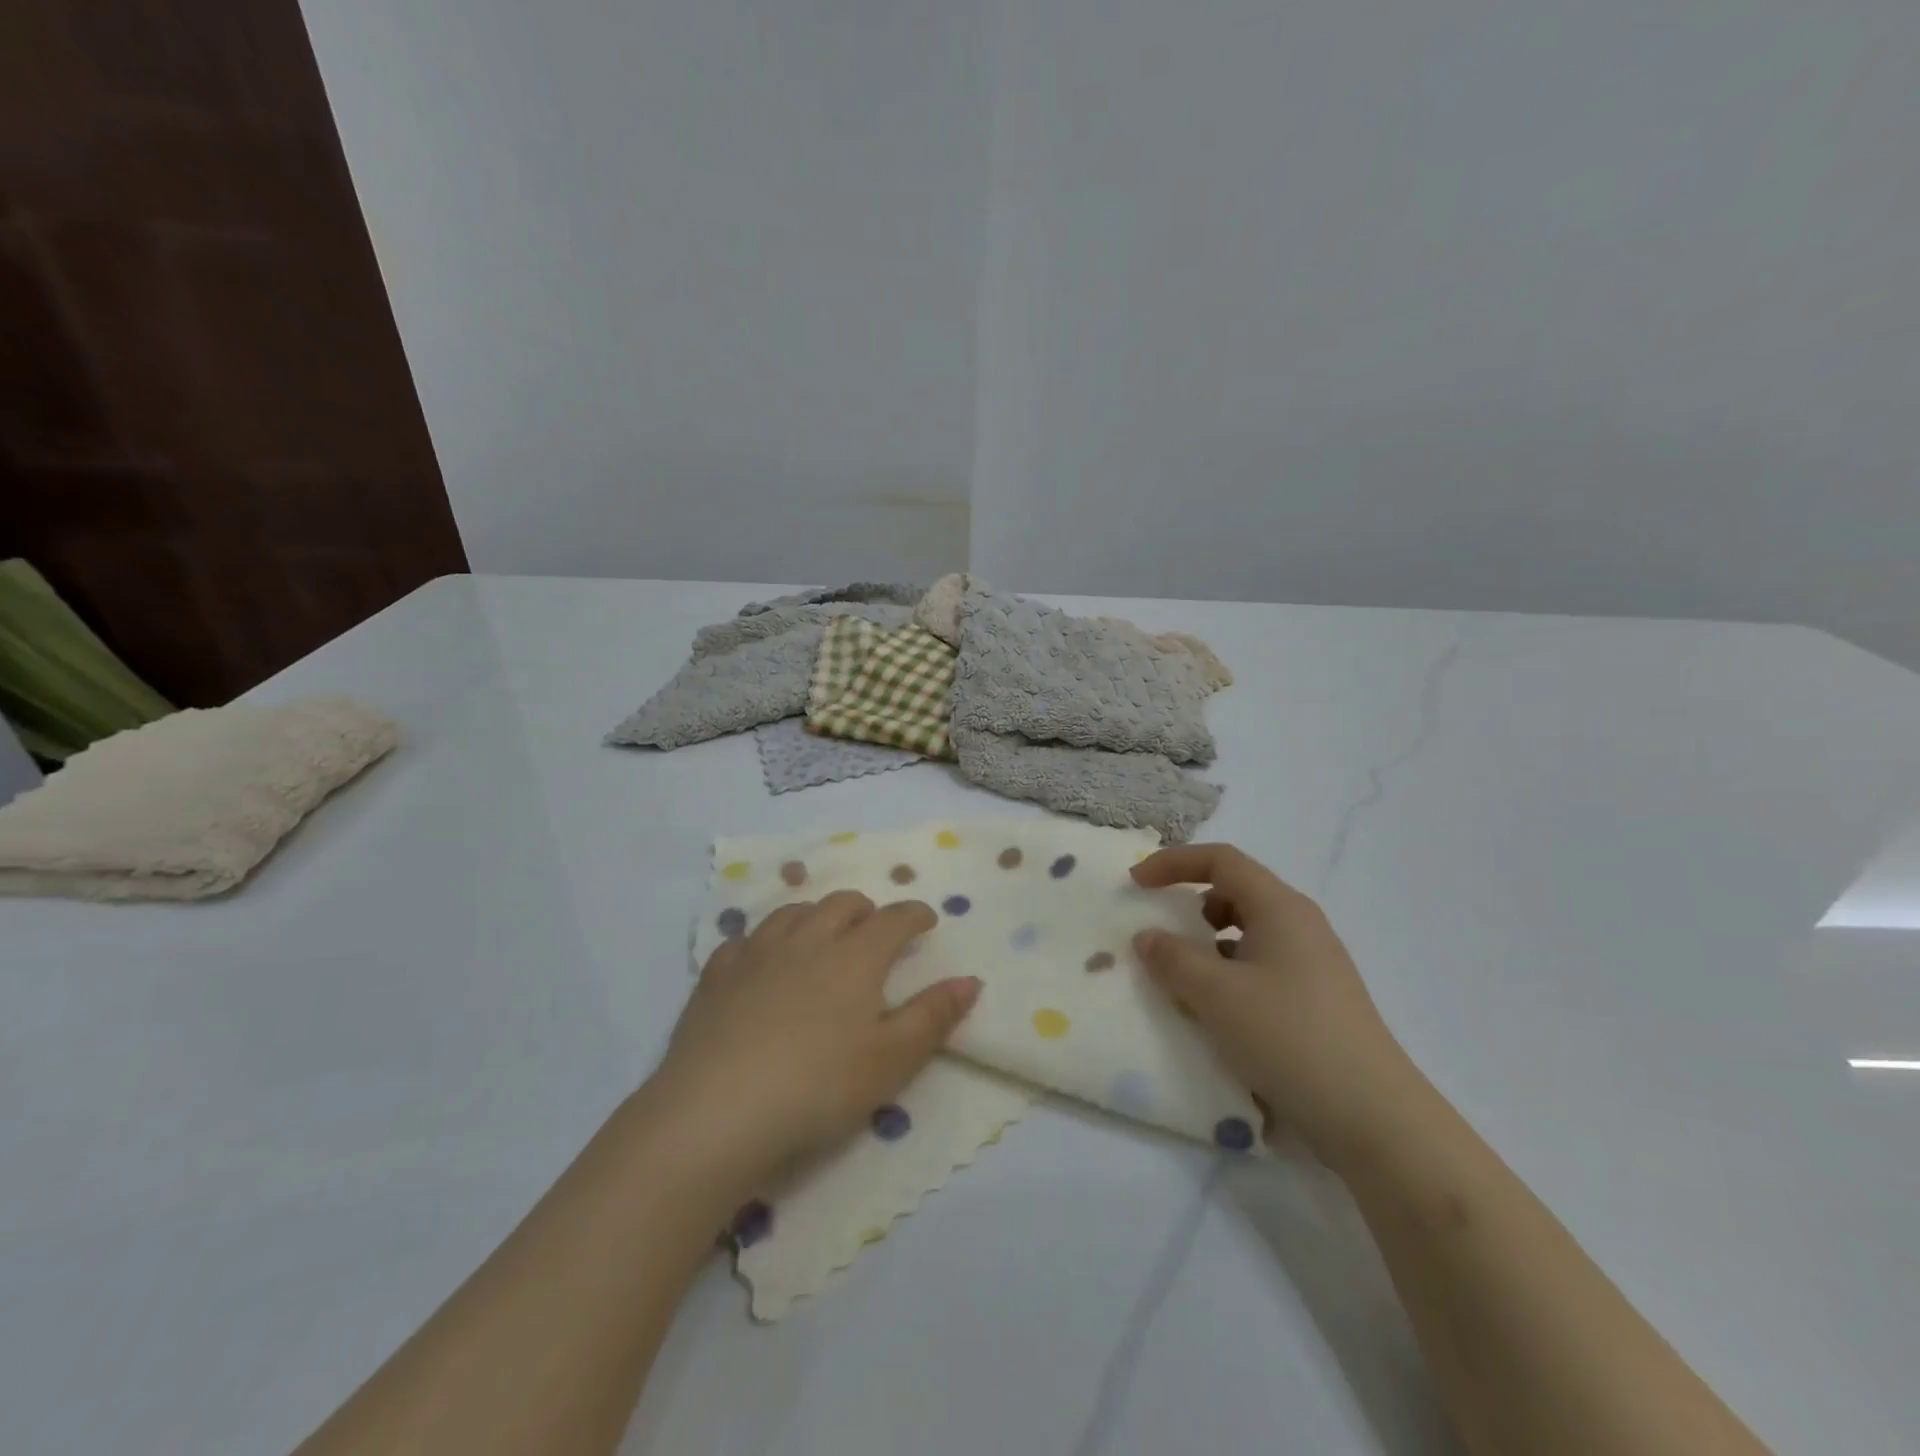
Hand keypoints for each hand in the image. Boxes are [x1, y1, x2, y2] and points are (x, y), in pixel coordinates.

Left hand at [648, 891, 980, 1195]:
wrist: (717, 1111)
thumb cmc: (818, 1087)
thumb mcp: (891, 1060)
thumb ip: (933, 1016)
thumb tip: (971, 980)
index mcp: (855, 957)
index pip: (893, 920)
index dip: (914, 915)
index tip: (926, 919)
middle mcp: (808, 941)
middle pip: (841, 904)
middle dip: (865, 909)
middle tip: (874, 926)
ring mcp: (757, 954)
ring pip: (792, 912)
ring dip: (815, 914)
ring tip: (821, 932)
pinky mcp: (716, 976)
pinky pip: (743, 941)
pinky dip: (762, 941)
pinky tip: (760, 959)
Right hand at [1131, 844, 1419, 1165]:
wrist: (1373, 1118)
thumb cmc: (1288, 1037)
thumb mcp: (1216, 994)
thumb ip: (1172, 958)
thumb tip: (1147, 937)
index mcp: (1280, 908)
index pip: (1221, 860)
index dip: (1173, 863)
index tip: (1137, 883)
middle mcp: (1300, 925)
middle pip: (1236, 891)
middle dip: (1191, 903)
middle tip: (1161, 931)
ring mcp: (1313, 964)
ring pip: (1248, 932)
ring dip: (1208, 943)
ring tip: (1183, 977)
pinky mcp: (1316, 1000)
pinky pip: (1260, 966)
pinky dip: (1228, 973)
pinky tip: (1216, 1012)